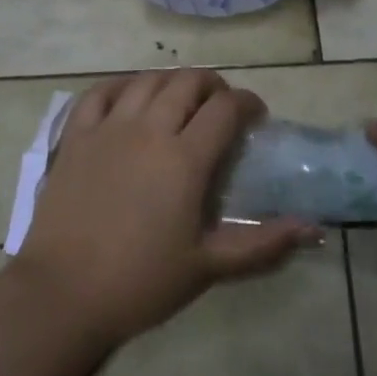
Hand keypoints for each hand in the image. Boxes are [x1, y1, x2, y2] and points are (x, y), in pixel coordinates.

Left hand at [13, 68, 315, 348]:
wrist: (63, 295)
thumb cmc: (141, 282)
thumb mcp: (208, 266)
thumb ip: (263, 243)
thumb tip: (313, 228)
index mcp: (185, 158)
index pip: (226, 108)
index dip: (248, 103)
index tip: (256, 117)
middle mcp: (150, 129)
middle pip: (188, 82)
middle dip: (213, 86)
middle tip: (221, 107)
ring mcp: (108, 128)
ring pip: (148, 81)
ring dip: (172, 81)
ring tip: (181, 98)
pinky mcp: (76, 137)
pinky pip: (100, 92)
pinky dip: (122, 85)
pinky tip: (131, 95)